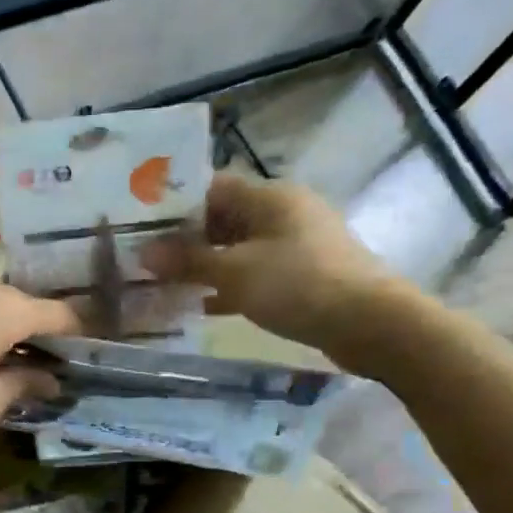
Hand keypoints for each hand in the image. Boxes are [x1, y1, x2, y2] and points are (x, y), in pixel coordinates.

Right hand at [141, 173, 404, 366]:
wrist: (372, 325)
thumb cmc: (298, 284)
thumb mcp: (234, 271)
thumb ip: (187, 261)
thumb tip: (142, 253)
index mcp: (269, 197)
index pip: (211, 187)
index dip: (174, 204)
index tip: (140, 225)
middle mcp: (283, 213)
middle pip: (222, 218)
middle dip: (184, 239)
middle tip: (145, 259)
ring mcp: (295, 245)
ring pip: (236, 249)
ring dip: (203, 266)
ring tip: (163, 283)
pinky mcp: (302, 276)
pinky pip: (254, 274)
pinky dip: (227, 287)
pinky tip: (200, 307)